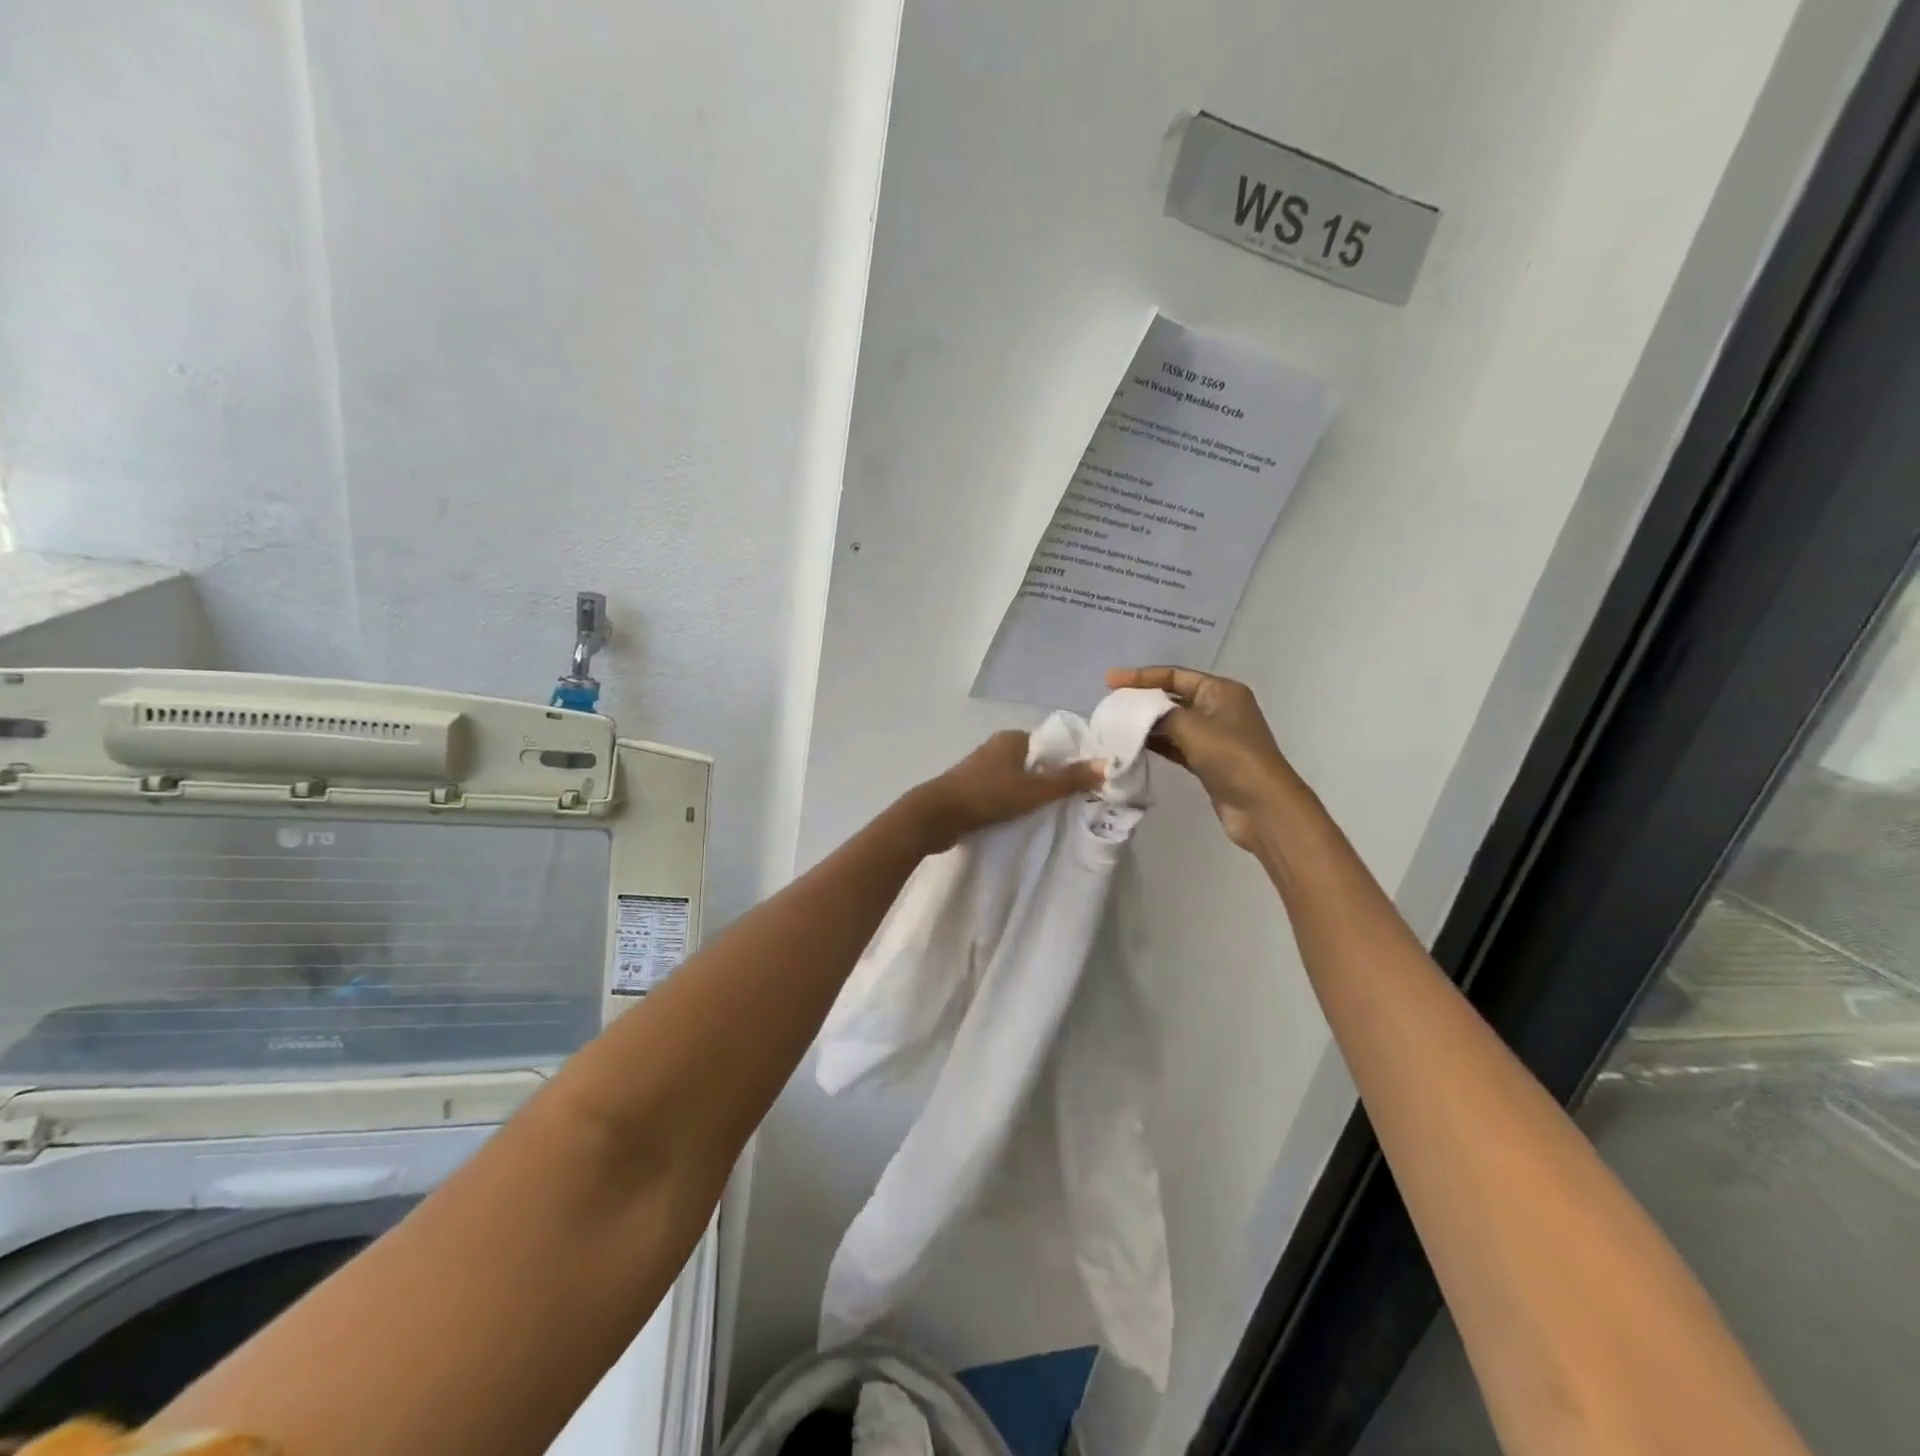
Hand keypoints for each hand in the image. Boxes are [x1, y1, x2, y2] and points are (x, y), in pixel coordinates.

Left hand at [907, 730, 1103, 853]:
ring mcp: (982, 769)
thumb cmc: (987, 796)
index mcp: (1012, 738)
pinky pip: (1003, 792)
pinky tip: (1024, 819)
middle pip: (1036, 763)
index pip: (1051, 745)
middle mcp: (997, 748)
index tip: (1086, 783)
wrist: (936, 817)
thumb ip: (1069, 780)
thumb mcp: (1033, 790)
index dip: (1069, 762)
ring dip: (1032, 794)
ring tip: (1052, 813)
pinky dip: (1015, 802)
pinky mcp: (972, 789)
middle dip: (1052, 780)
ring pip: (1019, 779)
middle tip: (1073, 803)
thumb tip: (1106, 765)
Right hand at [1108, 666, 1304, 852]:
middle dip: (1142, 700)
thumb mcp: (1192, 727)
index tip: (1109, 681)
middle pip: (1173, 697)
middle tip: (1111, 704)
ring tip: (1116, 725)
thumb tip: (1137, 712)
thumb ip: (1160, 714)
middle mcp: (1219, 708)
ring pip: (1173, 723)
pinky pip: (1176, 745)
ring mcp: (1214, 736)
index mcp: (1221, 691)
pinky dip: (1157, 743)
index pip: (1175, 675)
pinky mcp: (1208, 761)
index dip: (1141, 676)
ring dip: (1147, 723)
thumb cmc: (1231, 757)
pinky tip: (1134, 745)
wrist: (1261, 806)